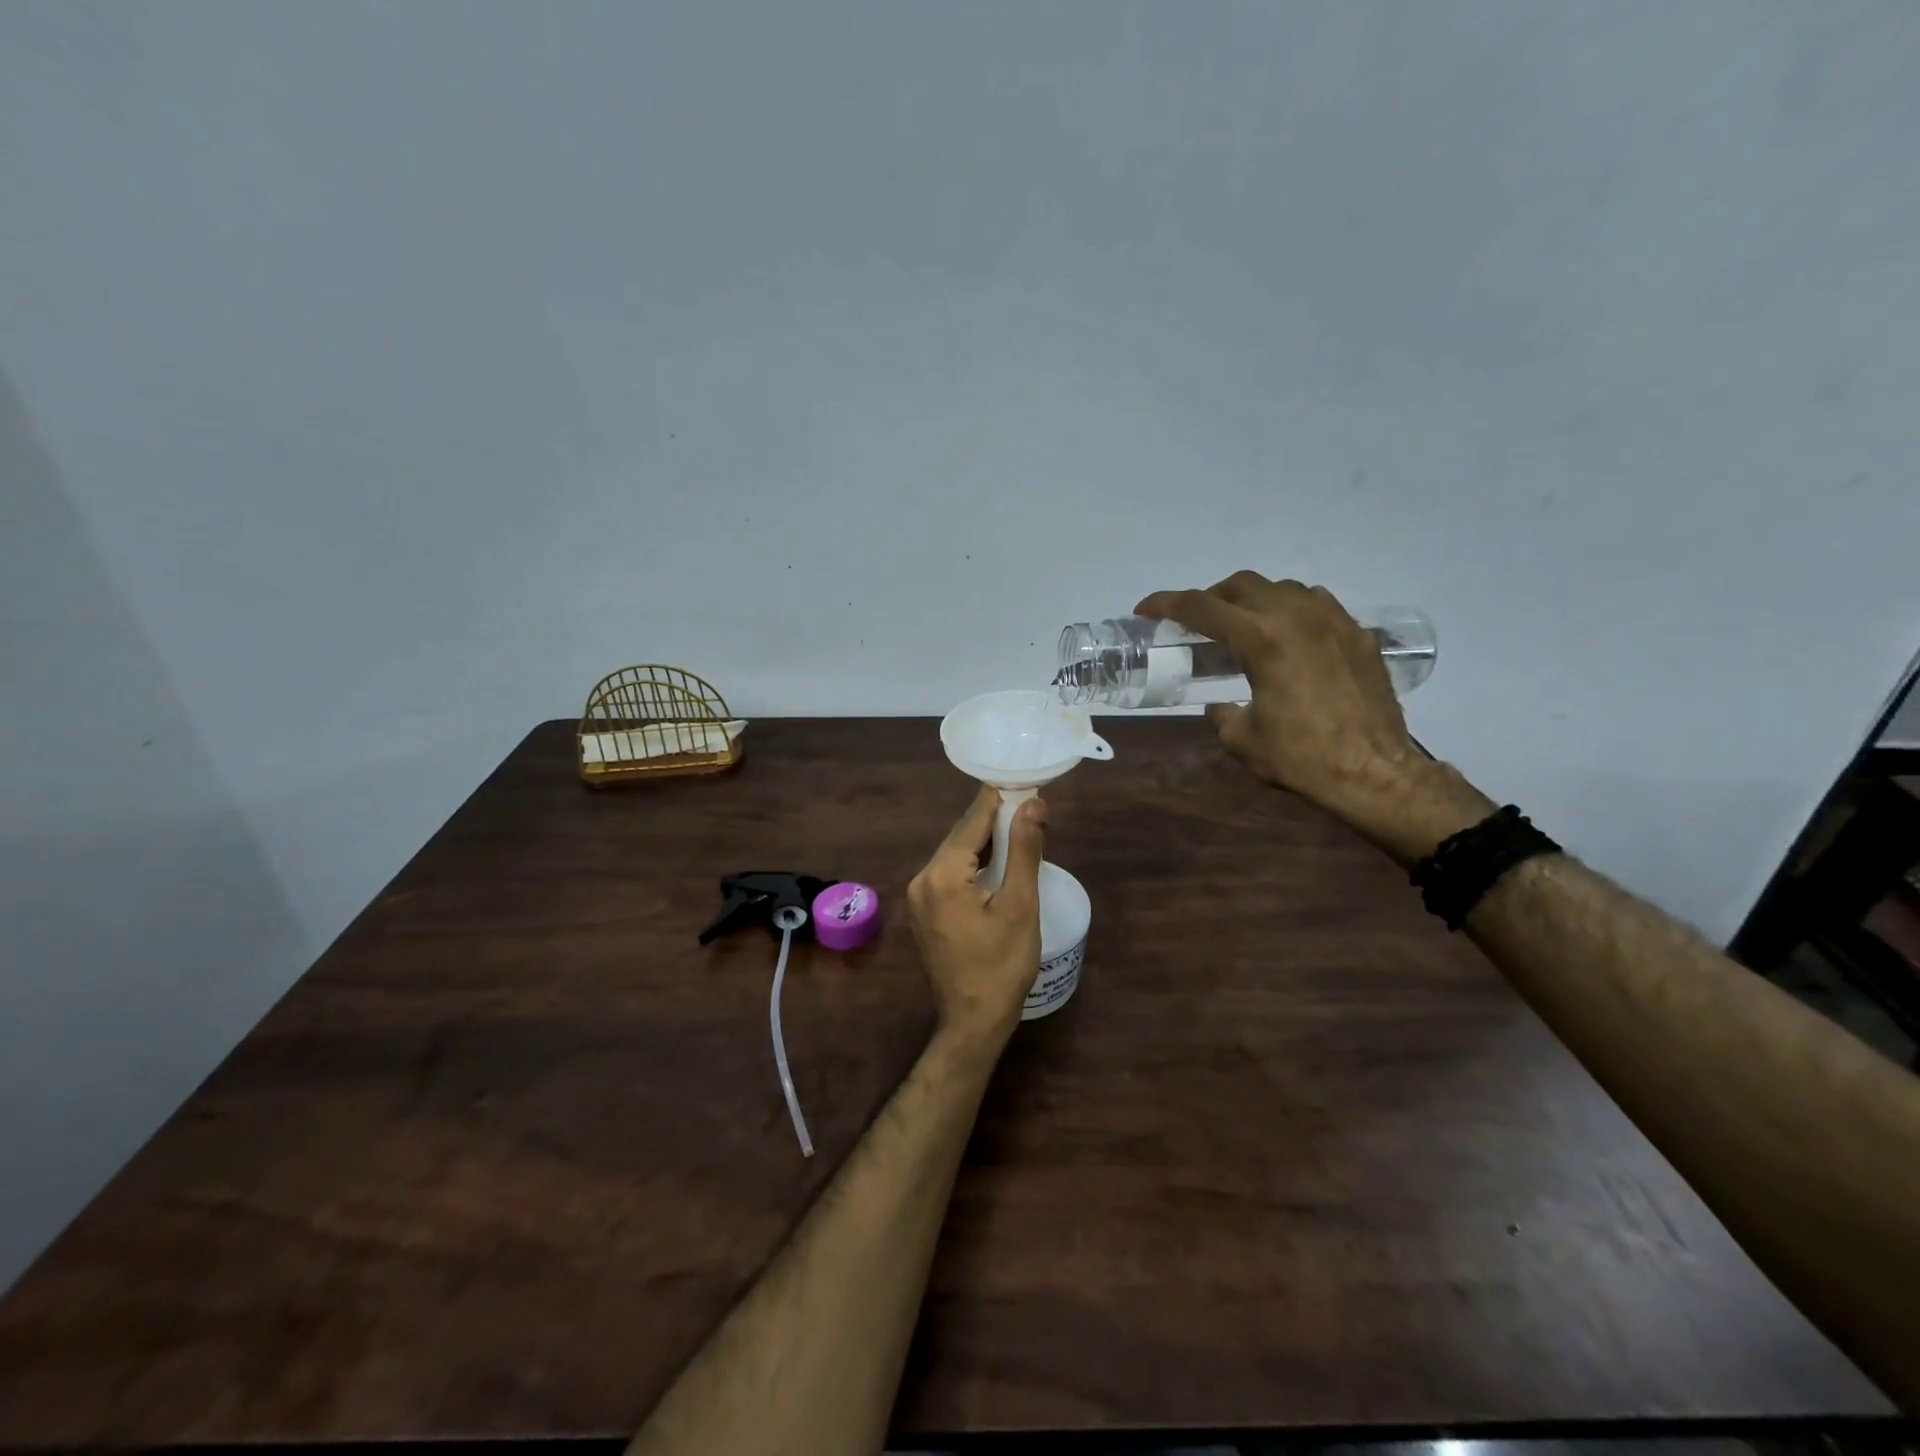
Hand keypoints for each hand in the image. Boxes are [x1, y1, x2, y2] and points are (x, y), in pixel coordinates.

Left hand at [907, 785, 1046, 1053]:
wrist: (973, 1021)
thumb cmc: (1002, 965)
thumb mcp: (1020, 905)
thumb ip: (1024, 850)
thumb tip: (1033, 804)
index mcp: (942, 874)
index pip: (972, 822)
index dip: (999, 800)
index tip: (1023, 781)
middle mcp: (922, 879)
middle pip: (960, 836)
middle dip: (992, 819)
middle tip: (1027, 802)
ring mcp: (919, 897)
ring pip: (955, 855)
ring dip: (984, 841)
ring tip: (1018, 826)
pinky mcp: (925, 911)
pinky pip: (950, 873)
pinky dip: (973, 863)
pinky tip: (996, 861)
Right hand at [1135, 572, 1426, 825]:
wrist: (1376, 773)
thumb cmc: (1302, 758)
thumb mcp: (1243, 741)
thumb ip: (1222, 715)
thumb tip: (1219, 706)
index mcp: (1261, 639)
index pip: (1202, 607)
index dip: (1166, 604)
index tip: (1145, 609)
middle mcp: (1296, 617)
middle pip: (1242, 584)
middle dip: (1210, 597)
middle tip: (1196, 622)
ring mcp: (1333, 621)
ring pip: (1282, 588)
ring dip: (1253, 600)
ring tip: (1243, 627)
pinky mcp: (1358, 635)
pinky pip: (1317, 604)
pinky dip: (1292, 610)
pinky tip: (1289, 636)